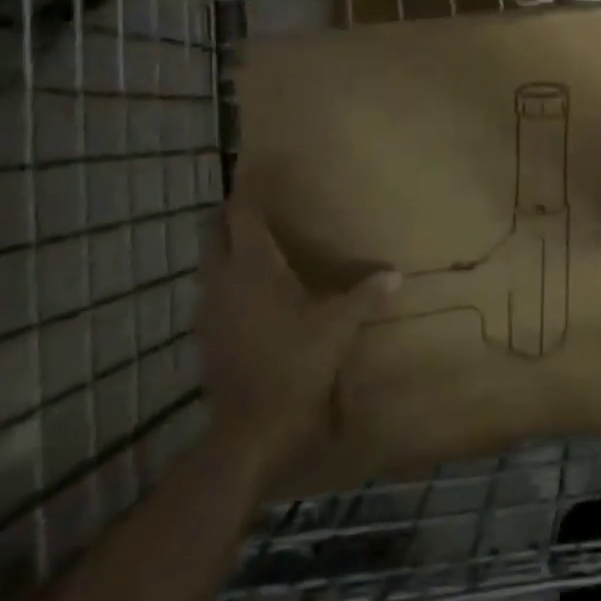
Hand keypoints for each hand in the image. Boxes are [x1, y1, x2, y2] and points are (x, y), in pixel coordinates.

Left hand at [199, 197, 398, 479]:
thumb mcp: (339, 327)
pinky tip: (254, 290)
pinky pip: (213, 289)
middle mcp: (223, 280)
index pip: (241, 215)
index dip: (247, 191)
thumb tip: (395, 273)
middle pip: (212, 231)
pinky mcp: (205, 332)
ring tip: (259, 243)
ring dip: (226, 246)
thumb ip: (365, 295)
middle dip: (229, 213)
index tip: (258, 172)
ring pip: (208, 261)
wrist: (250, 429)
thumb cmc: (296, 365)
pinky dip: (228, 277)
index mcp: (253, 268)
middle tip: (258, 204)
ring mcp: (209, 307)